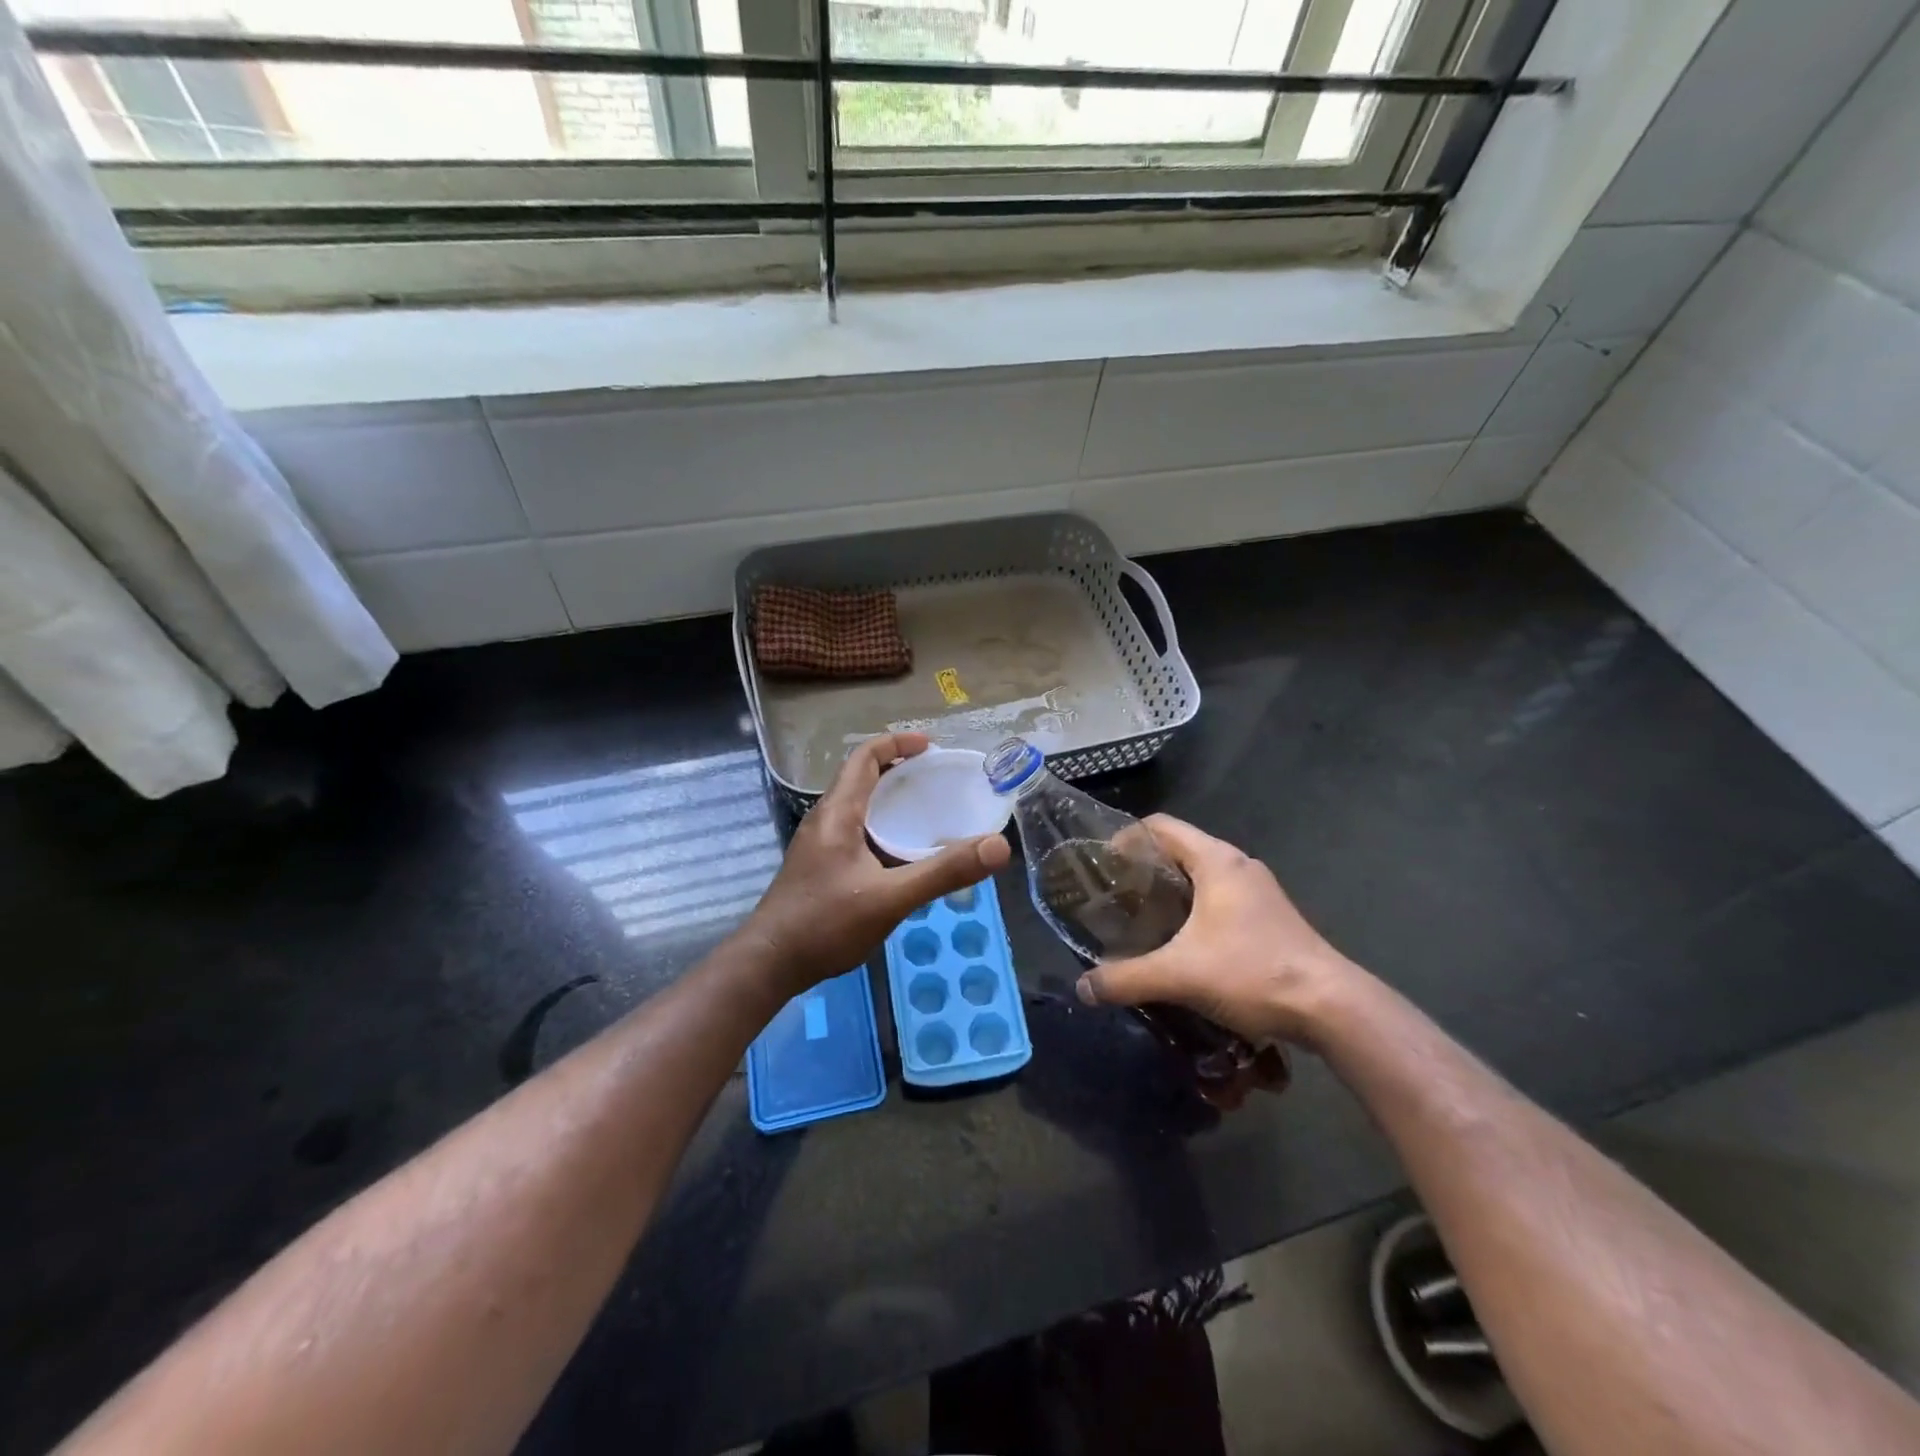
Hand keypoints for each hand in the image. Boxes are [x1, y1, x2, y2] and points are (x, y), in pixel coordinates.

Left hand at [744, 733, 1011, 995]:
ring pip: (860, 808)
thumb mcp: (889, 898)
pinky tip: (904, 856)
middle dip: (901, 771)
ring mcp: (820, 845)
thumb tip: (998, 846)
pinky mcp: (821, 867)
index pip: (864, 758)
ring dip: (892, 801)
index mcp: (838, 813)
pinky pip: (857, 832)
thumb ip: (942, 872)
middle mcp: (826, 820)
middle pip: (863, 779)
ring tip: (929, 812)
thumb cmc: (824, 924)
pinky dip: (884, 829)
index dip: (896, 743)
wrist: (769, 964)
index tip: (931, 745)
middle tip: (939, 779)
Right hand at [1074, 814, 1366, 1046]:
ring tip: (1139, 920)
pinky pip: (1219, 898)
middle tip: (1113, 897)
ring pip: (1201, 876)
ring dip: (1169, 892)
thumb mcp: (1180, 975)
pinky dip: (1192, 910)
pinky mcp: (1269, 916)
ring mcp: (1258, 891)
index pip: (1160, 826)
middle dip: (1143, 869)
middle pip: (1179, 849)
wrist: (1331, 1007)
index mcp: (1216, 860)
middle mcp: (1238, 865)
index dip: (1125, 838)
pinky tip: (1178, 943)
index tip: (1101, 865)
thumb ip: (1126, 979)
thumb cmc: (1252, 972)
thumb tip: (1082, 988)